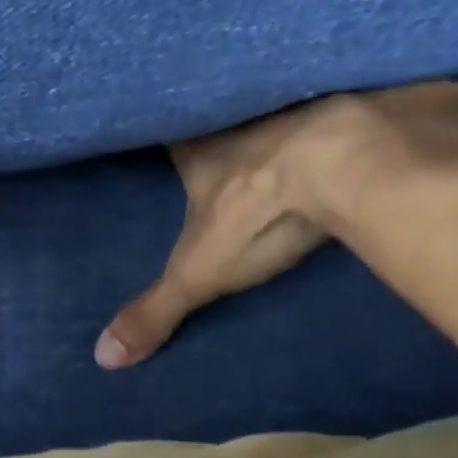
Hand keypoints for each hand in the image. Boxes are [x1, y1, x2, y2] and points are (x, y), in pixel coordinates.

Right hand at [95, 105, 331, 369]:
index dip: (165, 132)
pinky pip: (326, 102)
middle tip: (217, 136)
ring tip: (269, 134)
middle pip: (218, 114)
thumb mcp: (199, 273)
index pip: (168, 129)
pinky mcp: (347, 101)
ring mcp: (294, 103)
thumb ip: (155, 311)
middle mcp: (239, 114)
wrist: (351, 162)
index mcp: (197, 145)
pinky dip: (326, 115)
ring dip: (269, 118)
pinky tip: (332, 125)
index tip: (160, 133)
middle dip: (217, 125)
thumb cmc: (260, 214)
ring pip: (269, 107)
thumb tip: (105, 357)